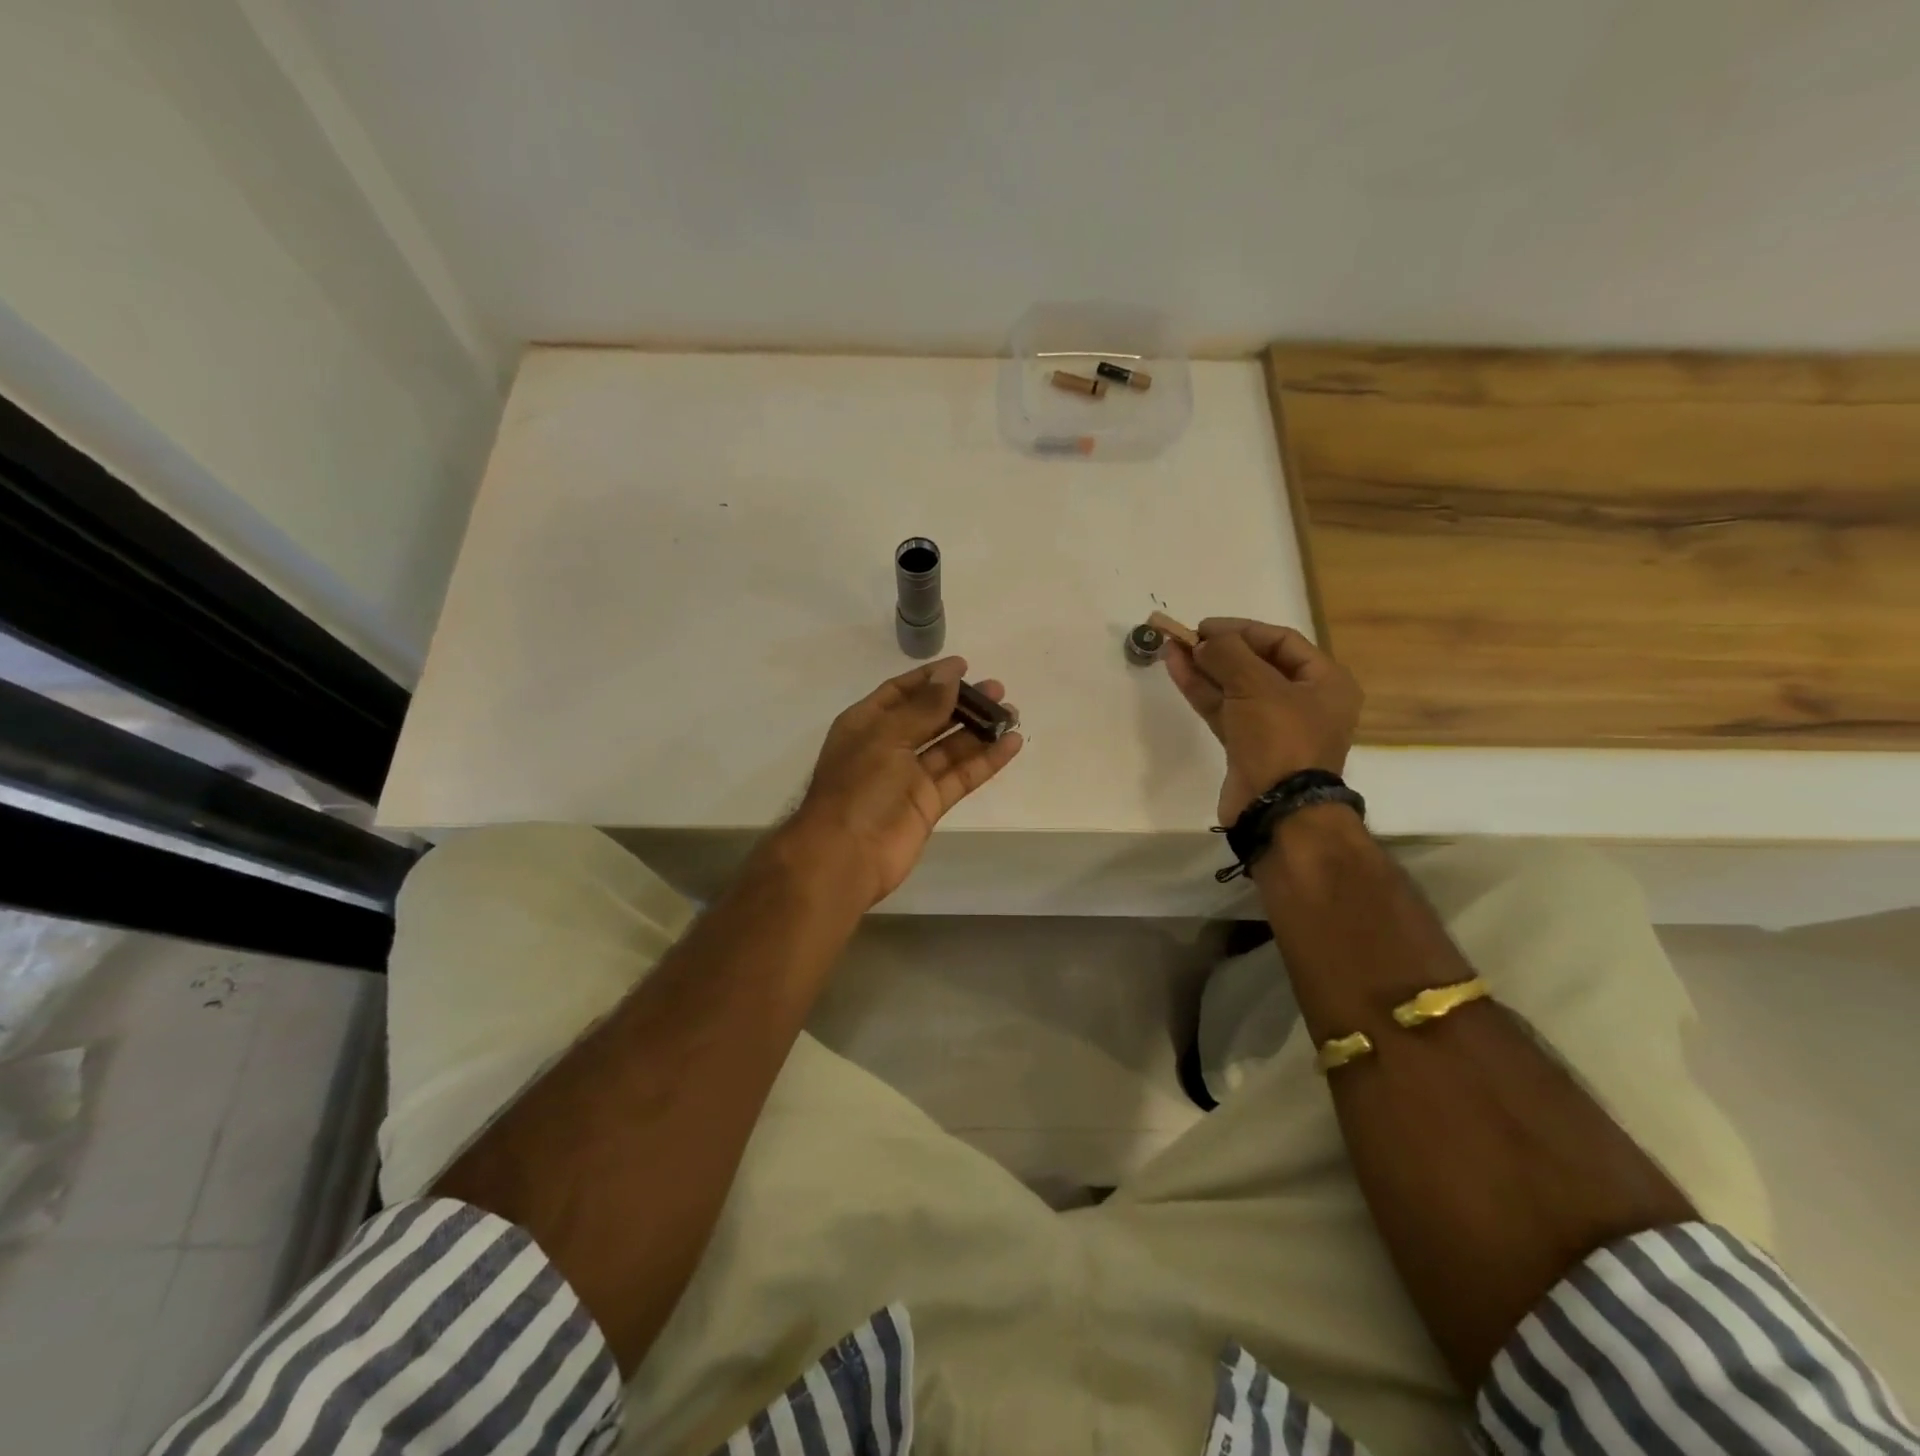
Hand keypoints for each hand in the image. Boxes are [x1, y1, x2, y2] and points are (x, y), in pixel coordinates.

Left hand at [792, 657, 1022, 905]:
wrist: (845, 856)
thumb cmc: (858, 786)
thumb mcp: (887, 736)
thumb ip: (924, 707)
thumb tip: (950, 677)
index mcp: (866, 724)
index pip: (901, 692)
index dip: (931, 678)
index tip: (964, 666)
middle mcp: (888, 746)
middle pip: (930, 717)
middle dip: (962, 702)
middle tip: (998, 689)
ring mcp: (909, 777)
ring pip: (950, 747)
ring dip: (979, 730)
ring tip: (1012, 713)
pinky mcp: (929, 804)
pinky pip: (961, 776)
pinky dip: (985, 761)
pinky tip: (1011, 744)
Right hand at [1164, 618, 1362, 823]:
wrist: (1276, 809)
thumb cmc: (1280, 738)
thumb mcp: (1257, 686)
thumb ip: (1228, 654)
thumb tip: (1204, 641)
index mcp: (1324, 681)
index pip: (1281, 641)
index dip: (1242, 630)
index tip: (1206, 626)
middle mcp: (1303, 701)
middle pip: (1256, 664)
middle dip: (1219, 649)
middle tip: (1185, 637)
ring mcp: (1273, 726)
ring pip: (1234, 687)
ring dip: (1204, 668)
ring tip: (1171, 648)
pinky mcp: (1247, 746)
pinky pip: (1224, 709)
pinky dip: (1202, 691)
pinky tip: (1177, 671)